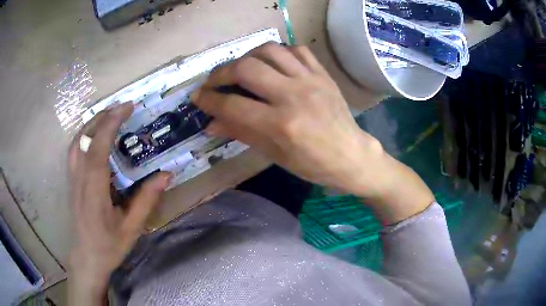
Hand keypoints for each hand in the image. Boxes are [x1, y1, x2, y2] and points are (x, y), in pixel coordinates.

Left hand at [67, 103, 171, 304]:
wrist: (87, 257)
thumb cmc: (109, 246)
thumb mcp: (132, 228)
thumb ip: (146, 200)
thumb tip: (166, 175)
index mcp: (94, 193)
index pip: (98, 149)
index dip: (111, 124)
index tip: (128, 107)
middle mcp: (79, 180)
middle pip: (85, 138)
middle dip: (103, 117)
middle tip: (123, 107)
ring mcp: (72, 179)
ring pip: (76, 141)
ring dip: (92, 122)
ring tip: (110, 115)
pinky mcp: (71, 180)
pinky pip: (74, 149)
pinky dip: (84, 134)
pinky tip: (94, 134)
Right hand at [194, 43, 433, 222]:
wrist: (352, 155)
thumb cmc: (313, 164)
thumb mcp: (274, 155)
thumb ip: (241, 133)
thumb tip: (211, 124)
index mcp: (281, 124)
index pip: (233, 104)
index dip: (209, 100)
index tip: (197, 98)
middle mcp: (294, 95)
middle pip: (246, 68)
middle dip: (221, 73)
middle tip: (213, 82)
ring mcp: (311, 80)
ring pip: (269, 50)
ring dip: (247, 56)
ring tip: (239, 68)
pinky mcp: (323, 73)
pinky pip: (296, 49)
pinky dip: (278, 52)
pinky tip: (271, 63)